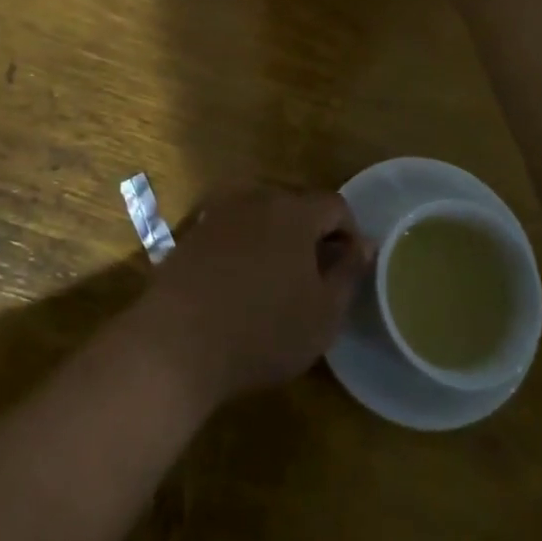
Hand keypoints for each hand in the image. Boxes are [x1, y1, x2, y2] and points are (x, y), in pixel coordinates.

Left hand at [136, 185, 370, 407]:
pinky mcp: (193, 231)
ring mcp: (220, 211)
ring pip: (262, 216)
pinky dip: (244, 248)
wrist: (177, 342)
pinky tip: (239, 286)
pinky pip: (232, 230)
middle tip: (313, 280)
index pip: (335, 205)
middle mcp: (256, 197)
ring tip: (275, 284)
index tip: (347, 271)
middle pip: (297, 206)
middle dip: (311, 236)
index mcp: (294, 211)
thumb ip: (349, 273)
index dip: (349, 234)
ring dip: (275, 240)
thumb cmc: (263, 331)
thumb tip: (364, 244)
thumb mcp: (323, 314)